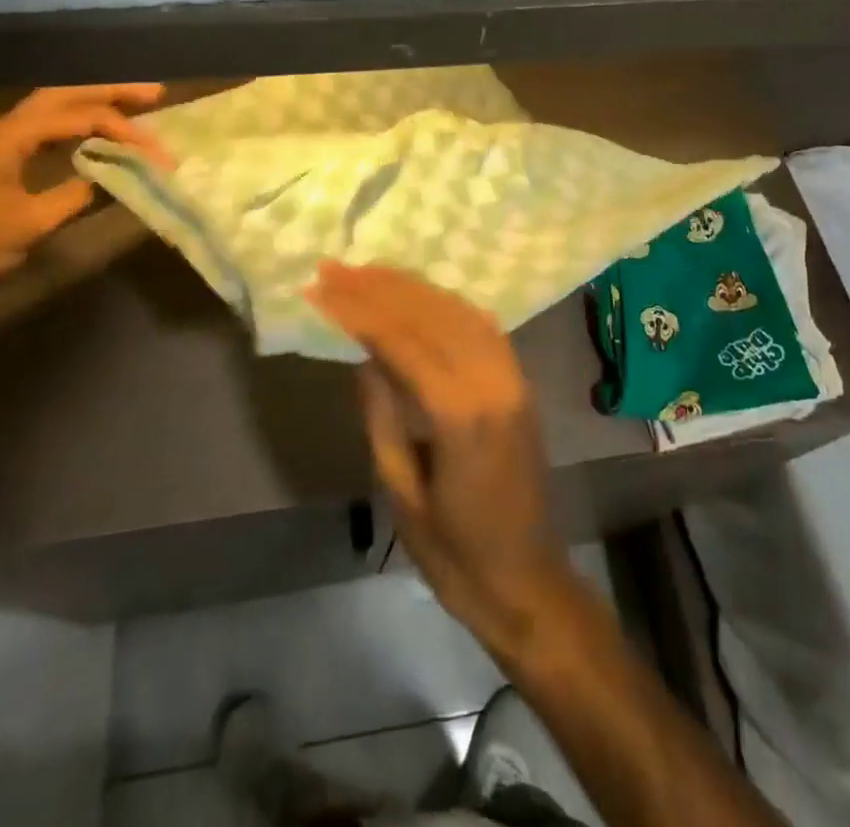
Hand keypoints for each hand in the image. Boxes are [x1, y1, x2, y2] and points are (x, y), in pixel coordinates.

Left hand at [0, 84, 168, 318]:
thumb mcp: (31, 224)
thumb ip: (78, 194)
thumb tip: (119, 177)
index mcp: (8, 134)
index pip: (79, 117)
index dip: (124, 131)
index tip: (158, 153)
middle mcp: (2, 125)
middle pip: (65, 94)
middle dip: (111, 91)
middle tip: (156, 93)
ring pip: (54, 107)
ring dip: (94, 104)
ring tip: (135, 105)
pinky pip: (44, 127)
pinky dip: (76, 125)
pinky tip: (96, 134)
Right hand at [306, 261, 583, 661]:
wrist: (528, 582)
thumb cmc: (455, 555)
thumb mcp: (403, 492)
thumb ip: (383, 416)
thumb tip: (364, 356)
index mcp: (462, 416)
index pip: (403, 340)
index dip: (359, 310)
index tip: (321, 287)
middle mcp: (494, 383)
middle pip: (432, 314)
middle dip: (380, 286)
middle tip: (337, 267)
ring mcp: (514, 380)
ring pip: (459, 312)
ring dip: (413, 286)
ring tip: (369, 271)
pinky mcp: (521, 384)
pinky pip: (482, 327)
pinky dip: (446, 303)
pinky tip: (420, 295)